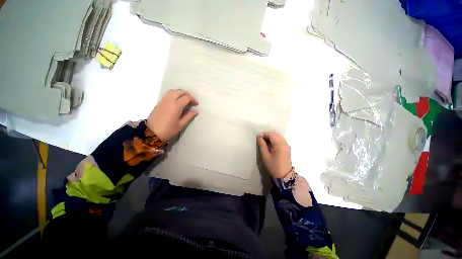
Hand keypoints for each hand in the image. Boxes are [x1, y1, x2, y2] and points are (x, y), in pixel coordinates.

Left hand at [147, 89, 198, 141]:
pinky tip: (176, 100)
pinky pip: (168, 94)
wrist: (151, 133)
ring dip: (180, 92)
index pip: (186, 98)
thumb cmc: (168, 130)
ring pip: (173, 91)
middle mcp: (169, 100)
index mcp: (176, 106)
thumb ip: (189, 116)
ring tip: (184, 98)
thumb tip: (196, 111)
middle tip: (191, 100)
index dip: (193, 99)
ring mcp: (163, 100)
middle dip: (187, 94)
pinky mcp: (159, 102)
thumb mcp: (181, 125)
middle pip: (179, 91)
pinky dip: (174, 94)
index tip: (196, 104)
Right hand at [257, 132, 291, 178]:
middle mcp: (285, 143)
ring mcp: (287, 145)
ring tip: (265, 142)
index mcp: (280, 144)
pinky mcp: (287, 148)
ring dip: (271, 137)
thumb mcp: (265, 156)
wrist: (284, 176)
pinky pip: (280, 140)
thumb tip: (258, 137)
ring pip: (278, 136)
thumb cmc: (273, 166)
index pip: (271, 134)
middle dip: (267, 135)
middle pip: (275, 134)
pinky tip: (270, 144)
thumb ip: (262, 145)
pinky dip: (275, 140)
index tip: (258, 138)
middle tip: (261, 140)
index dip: (264, 134)